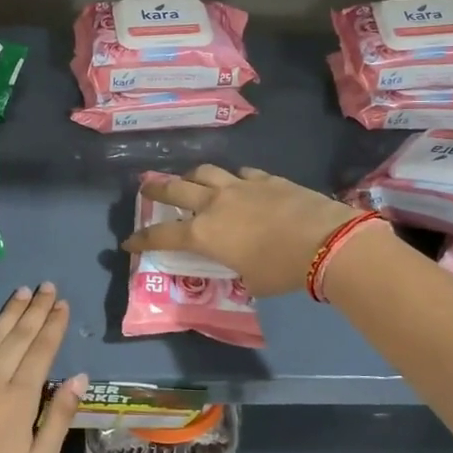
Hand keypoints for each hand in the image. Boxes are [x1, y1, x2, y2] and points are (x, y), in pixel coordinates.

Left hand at [0, 285, 85, 452]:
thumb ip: (58, 417)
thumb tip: (79, 377)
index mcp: (20, 398)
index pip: (41, 350)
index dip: (53, 325)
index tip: (63, 304)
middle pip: (17, 337)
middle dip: (35, 310)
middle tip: (47, 287)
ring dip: (7, 314)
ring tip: (22, 293)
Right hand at [121, 165, 358, 296]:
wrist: (325, 241)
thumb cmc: (282, 269)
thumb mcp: (250, 280)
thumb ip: (237, 268)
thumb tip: (240, 265)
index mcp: (204, 234)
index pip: (161, 235)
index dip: (142, 239)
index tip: (128, 241)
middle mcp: (214, 204)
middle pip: (175, 189)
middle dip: (156, 189)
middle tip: (147, 188)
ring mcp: (240, 186)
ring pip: (205, 172)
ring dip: (192, 177)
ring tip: (190, 181)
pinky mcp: (266, 178)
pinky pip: (242, 173)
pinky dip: (234, 179)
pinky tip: (239, 183)